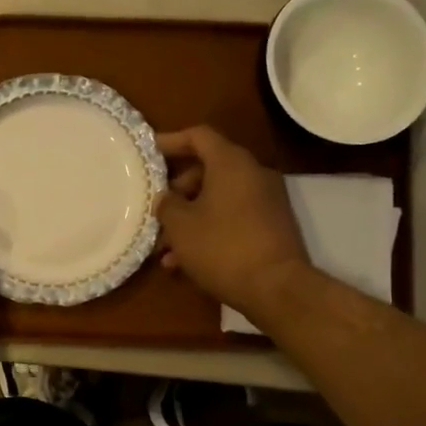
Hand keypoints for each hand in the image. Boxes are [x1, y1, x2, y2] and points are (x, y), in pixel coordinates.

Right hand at [154, 126, 310, 316]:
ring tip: (164, 248)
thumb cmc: (222, 247)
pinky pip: (231, 218)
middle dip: (176, 191)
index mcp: (231, 163)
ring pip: (217, 199)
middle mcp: (252, 174)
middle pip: (207, 170)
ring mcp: (265, 202)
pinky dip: (208, 231)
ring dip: (189, 218)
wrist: (277, 289)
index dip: (170, 141)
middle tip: (155, 212)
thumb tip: (166, 198)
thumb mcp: (181, 225)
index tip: (148, 153)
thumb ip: (167, 204)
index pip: (198, 136)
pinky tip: (184, 263)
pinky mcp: (270, 227)